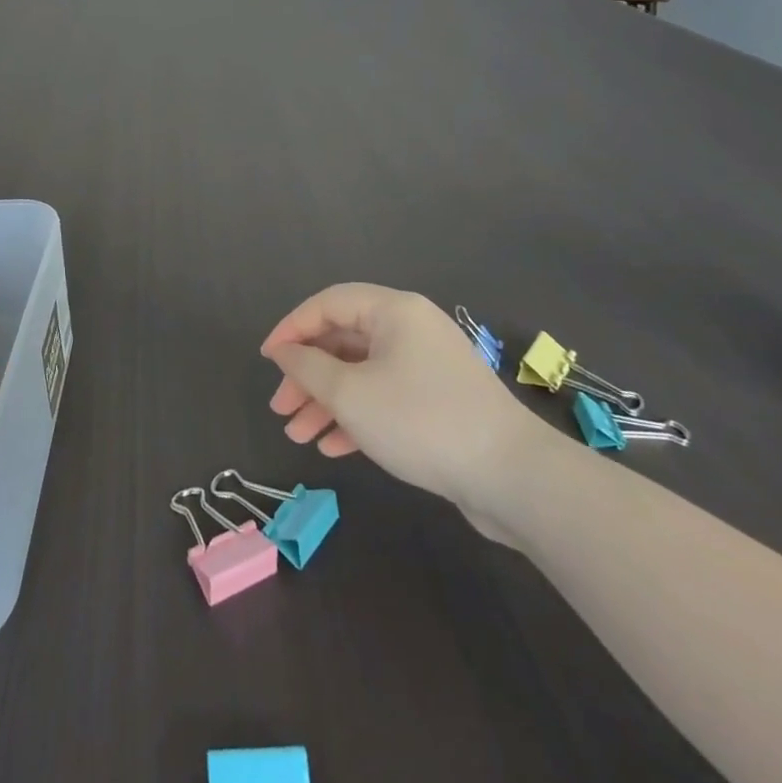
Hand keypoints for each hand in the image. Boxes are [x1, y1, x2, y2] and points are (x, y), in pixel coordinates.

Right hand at [261, 284, 553, 542]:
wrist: (514, 478)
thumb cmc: (421, 421)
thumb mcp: (351, 394)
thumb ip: (308, 368)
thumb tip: (284, 351)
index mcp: (393, 311)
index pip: (328, 304)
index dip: (292, 328)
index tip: (267, 361)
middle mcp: (411, 329)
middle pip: (344, 340)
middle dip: (308, 375)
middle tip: (281, 409)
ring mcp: (427, 366)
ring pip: (362, 373)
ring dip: (327, 402)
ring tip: (298, 435)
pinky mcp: (438, 402)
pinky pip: (385, 398)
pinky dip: (357, 417)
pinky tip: (333, 447)